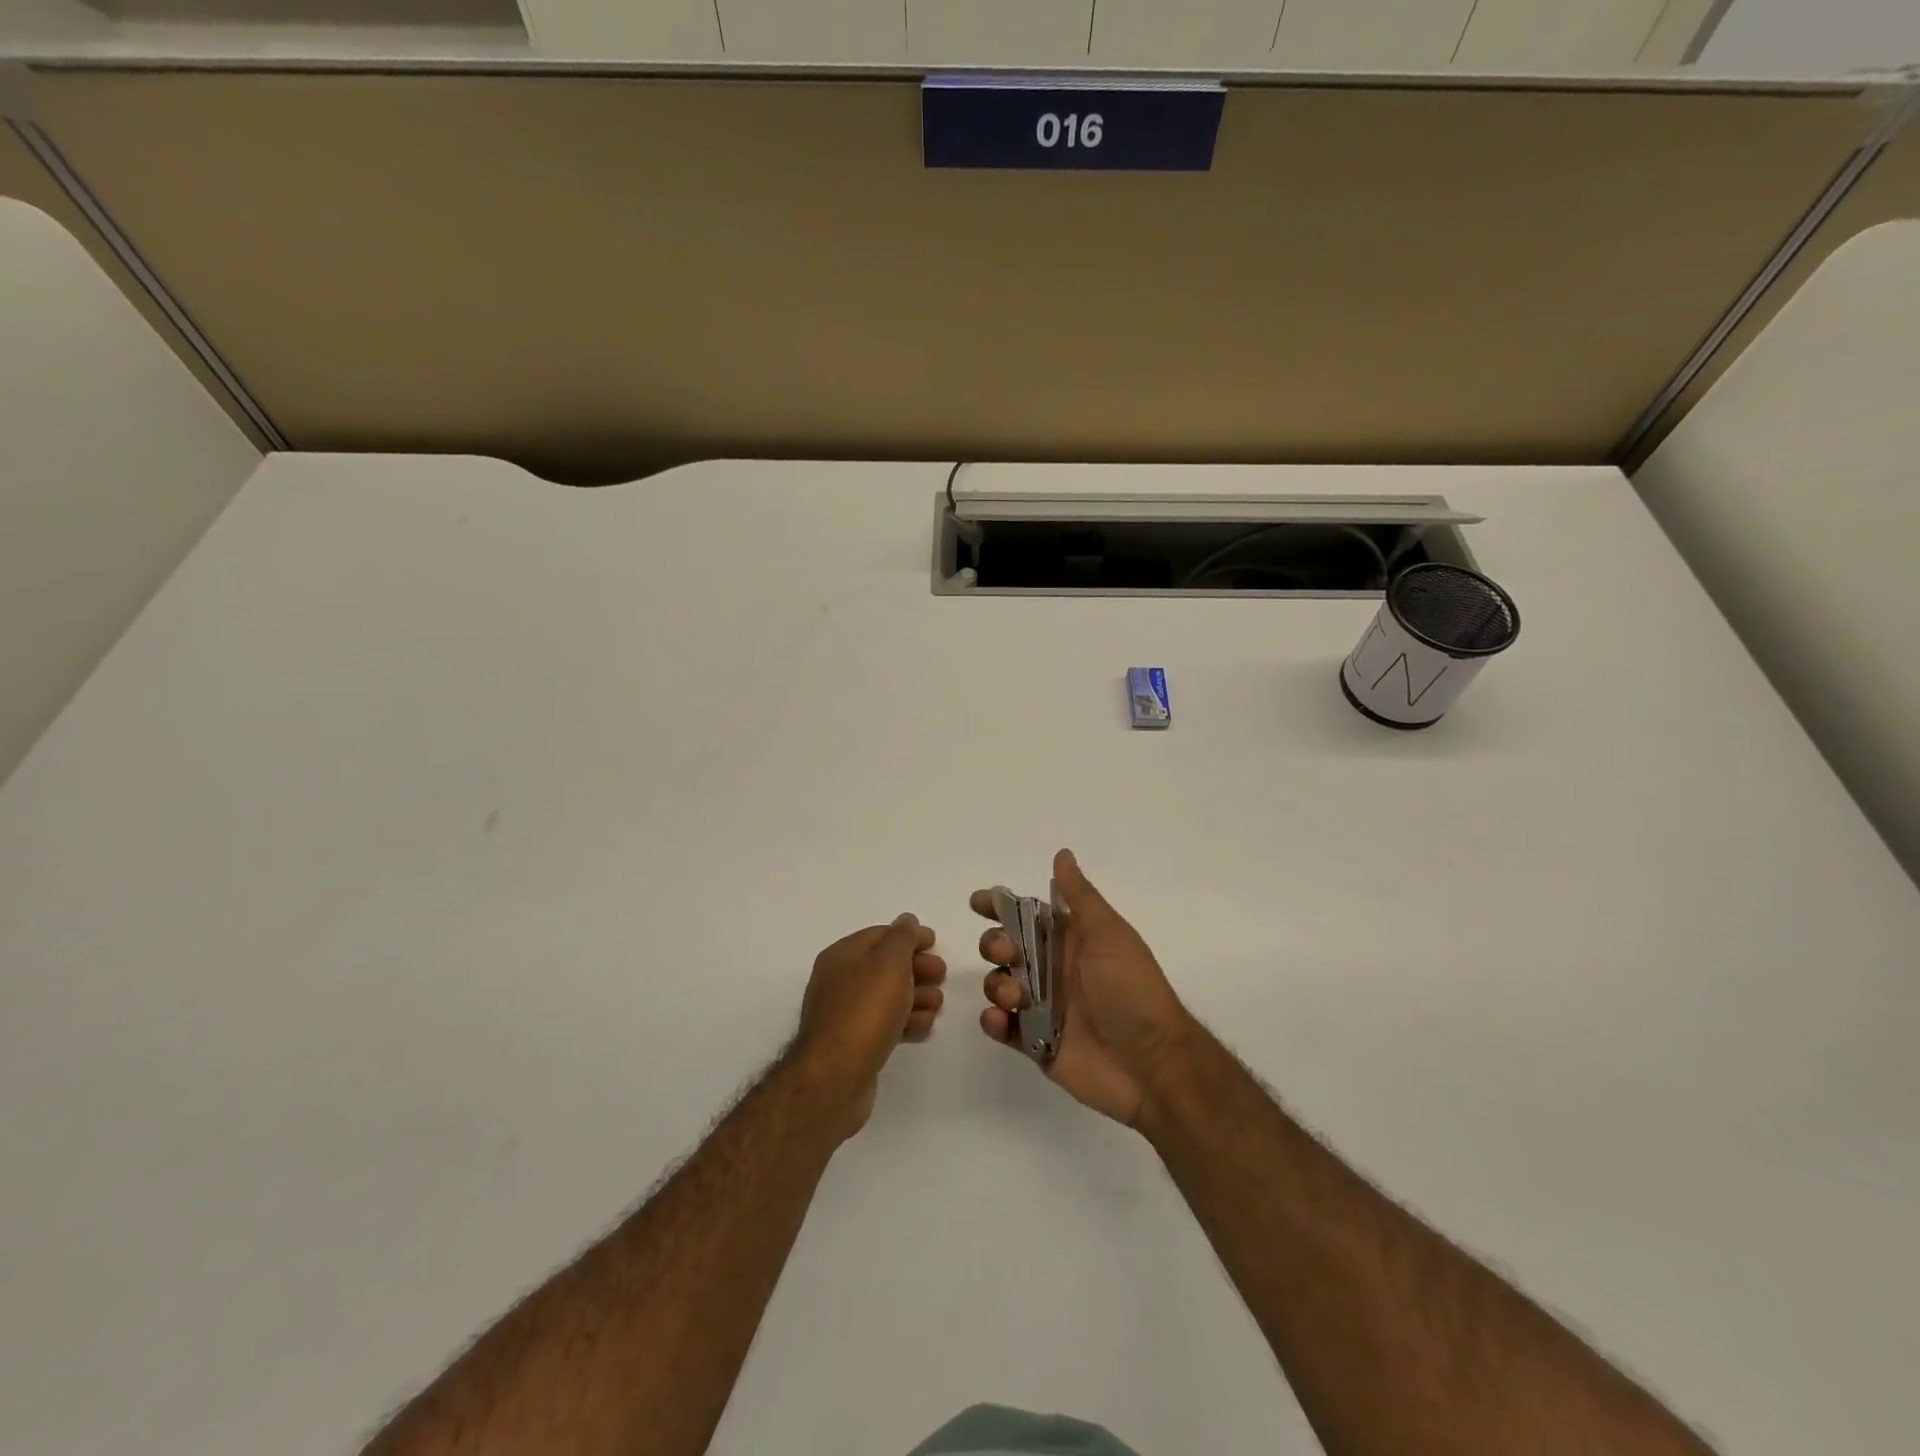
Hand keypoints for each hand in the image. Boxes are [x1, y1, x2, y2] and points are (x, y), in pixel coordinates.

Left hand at [793, 915, 946, 1135]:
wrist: (835, 1078)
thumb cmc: (864, 1011)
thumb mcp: (889, 963)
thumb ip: (902, 938)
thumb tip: (907, 920)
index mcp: (842, 955)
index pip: (880, 935)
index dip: (909, 935)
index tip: (936, 942)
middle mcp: (840, 981)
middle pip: (886, 966)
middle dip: (917, 968)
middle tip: (941, 975)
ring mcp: (847, 1014)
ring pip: (889, 997)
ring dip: (917, 997)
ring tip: (937, 1005)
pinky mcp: (856, 1044)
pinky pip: (886, 1024)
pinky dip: (906, 1022)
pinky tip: (923, 1028)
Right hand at [974, 850, 1192, 1127]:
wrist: (1151, 1065)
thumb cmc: (1131, 989)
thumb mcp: (1109, 934)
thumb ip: (1080, 897)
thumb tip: (1062, 854)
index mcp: (1071, 940)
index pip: (1027, 915)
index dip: (1000, 906)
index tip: (979, 903)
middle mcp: (1053, 969)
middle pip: (1005, 947)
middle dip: (994, 944)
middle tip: (1007, 952)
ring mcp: (1043, 1007)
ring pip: (999, 984)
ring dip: (996, 983)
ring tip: (1015, 996)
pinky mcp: (1036, 1042)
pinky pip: (1003, 1026)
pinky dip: (994, 1021)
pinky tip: (1001, 1020)